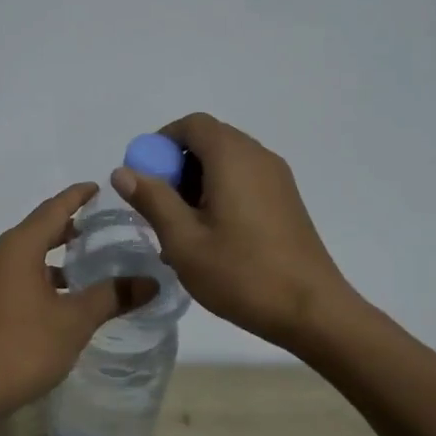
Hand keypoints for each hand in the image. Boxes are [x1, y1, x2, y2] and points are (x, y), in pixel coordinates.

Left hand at [0, 184, 155, 426]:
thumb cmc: (22, 348)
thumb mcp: (74, 322)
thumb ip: (112, 296)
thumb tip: (151, 282)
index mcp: (16, 248)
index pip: (52, 210)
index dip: (77, 197)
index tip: (98, 187)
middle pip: (36, 231)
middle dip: (66, 228)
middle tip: (97, 228)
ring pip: (22, 256)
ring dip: (51, 257)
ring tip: (82, 266)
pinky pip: (11, 276)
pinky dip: (36, 276)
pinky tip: (55, 298)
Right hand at [112, 113, 349, 350]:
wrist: (312, 310)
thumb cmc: (241, 273)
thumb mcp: (184, 240)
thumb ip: (152, 200)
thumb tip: (123, 171)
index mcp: (233, 158)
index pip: (192, 125)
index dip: (161, 142)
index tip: (144, 176)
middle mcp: (258, 157)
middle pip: (209, 141)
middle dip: (176, 166)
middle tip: (158, 207)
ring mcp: (277, 179)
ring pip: (226, 163)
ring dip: (196, 183)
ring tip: (180, 229)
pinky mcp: (286, 201)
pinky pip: (243, 181)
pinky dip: (219, 194)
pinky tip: (209, 238)